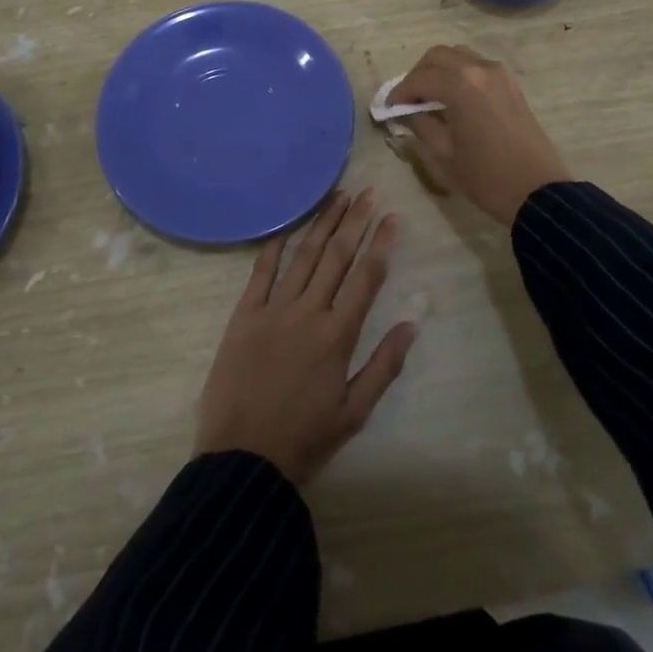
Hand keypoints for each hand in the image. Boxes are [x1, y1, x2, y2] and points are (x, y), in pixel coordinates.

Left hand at [194, 188, 417, 485]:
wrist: (241, 459)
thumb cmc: (304, 439)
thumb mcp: (355, 413)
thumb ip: (384, 365)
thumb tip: (411, 324)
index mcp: (338, 336)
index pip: (367, 277)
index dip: (382, 243)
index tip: (393, 216)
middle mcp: (308, 312)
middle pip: (337, 256)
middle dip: (355, 221)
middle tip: (369, 192)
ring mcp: (273, 310)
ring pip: (303, 256)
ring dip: (322, 224)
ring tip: (338, 197)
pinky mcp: (244, 315)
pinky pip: (261, 271)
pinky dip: (275, 246)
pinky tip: (288, 226)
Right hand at [389, 45, 570, 224]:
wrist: (536, 191)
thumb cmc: (485, 176)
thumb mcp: (442, 155)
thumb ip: (421, 126)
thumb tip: (408, 113)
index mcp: (460, 85)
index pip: (419, 79)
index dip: (399, 93)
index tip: (388, 108)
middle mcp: (479, 69)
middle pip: (438, 56)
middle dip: (418, 75)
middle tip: (408, 100)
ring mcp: (499, 74)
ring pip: (459, 56)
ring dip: (439, 70)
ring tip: (430, 97)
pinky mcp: (511, 85)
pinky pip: (477, 66)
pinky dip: (459, 74)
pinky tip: (454, 99)